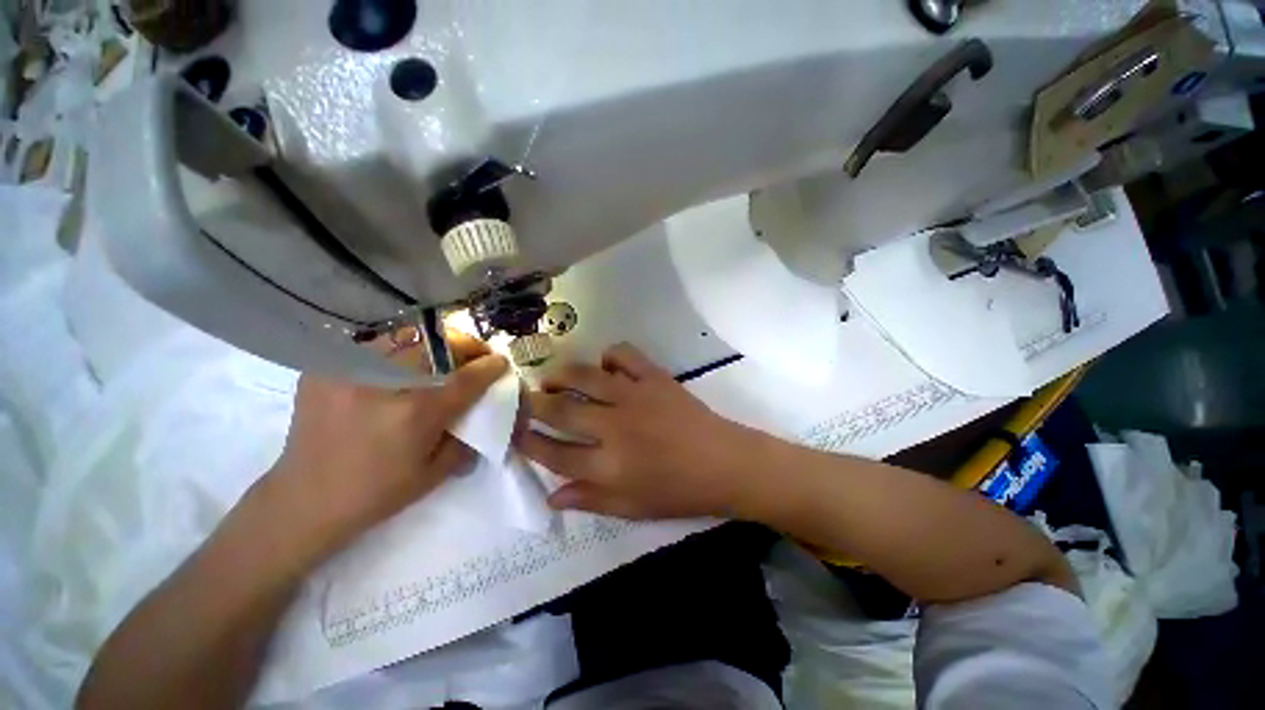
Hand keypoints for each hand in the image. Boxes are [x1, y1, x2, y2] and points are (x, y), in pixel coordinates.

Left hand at [264, 336, 508, 548]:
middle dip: (468, 345)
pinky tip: (405, 362)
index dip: (490, 367)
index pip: (467, 378)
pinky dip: (400, 347)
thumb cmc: (377, 493)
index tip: (502, 363)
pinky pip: (375, 343)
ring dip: (437, 342)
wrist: (305, 499)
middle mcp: (384, 384)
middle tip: (476, 356)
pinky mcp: (327, 368)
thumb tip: (487, 409)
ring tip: (444, 355)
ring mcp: (350, 371)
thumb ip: (468, 436)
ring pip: (409, 334)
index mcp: (415, 414)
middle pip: (440, 344)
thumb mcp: (436, 474)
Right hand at [518, 343, 758, 518]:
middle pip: (561, 410)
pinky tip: (605, 365)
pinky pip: (624, 354)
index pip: (554, 454)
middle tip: (524, 400)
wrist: (725, 463)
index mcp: (609, 467)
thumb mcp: (633, 508)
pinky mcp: (654, 377)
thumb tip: (551, 496)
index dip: (528, 443)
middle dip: (533, 404)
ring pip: (585, 376)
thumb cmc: (680, 492)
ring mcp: (635, 396)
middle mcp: (615, 427)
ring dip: (561, 375)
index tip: (514, 433)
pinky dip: (609, 354)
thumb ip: (590, 500)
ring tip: (553, 379)